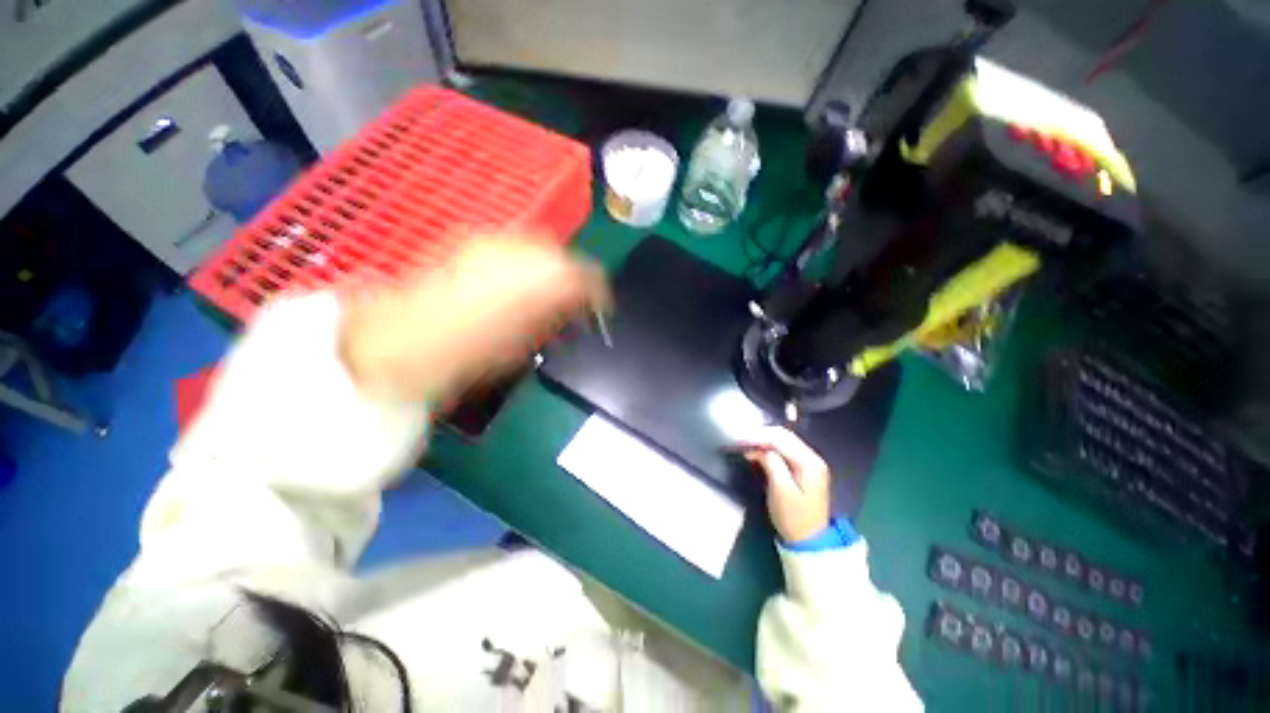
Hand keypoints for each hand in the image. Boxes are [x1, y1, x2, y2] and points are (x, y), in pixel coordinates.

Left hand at [339, 233, 607, 401]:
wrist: (400, 340)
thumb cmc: (469, 355)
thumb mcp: (526, 343)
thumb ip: (557, 318)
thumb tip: (577, 309)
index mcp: (541, 280)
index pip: (587, 276)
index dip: (599, 293)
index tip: (599, 309)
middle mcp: (522, 250)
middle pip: (565, 255)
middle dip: (575, 277)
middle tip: (574, 302)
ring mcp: (494, 241)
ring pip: (540, 246)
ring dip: (551, 267)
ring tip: (546, 292)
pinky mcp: (471, 241)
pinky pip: (513, 246)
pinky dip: (525, 261)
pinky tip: (516, 281)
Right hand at [739, 427, 831, 542]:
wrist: (809, 541)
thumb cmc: (793, 518)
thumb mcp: (780, 490)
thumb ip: (772, 464)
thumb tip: (761, 449)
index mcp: (809, 462)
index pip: (781, 439)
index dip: (759, 436)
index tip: (739, 439)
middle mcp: (813, 458)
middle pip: (784, 436)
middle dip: (761, 435)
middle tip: (741, 440)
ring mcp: (810, 463)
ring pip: (785, 441)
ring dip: (765, 440)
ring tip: (746, 445)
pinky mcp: (804, 469)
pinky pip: (786, 450)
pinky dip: (770, 448)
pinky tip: (758, 452)